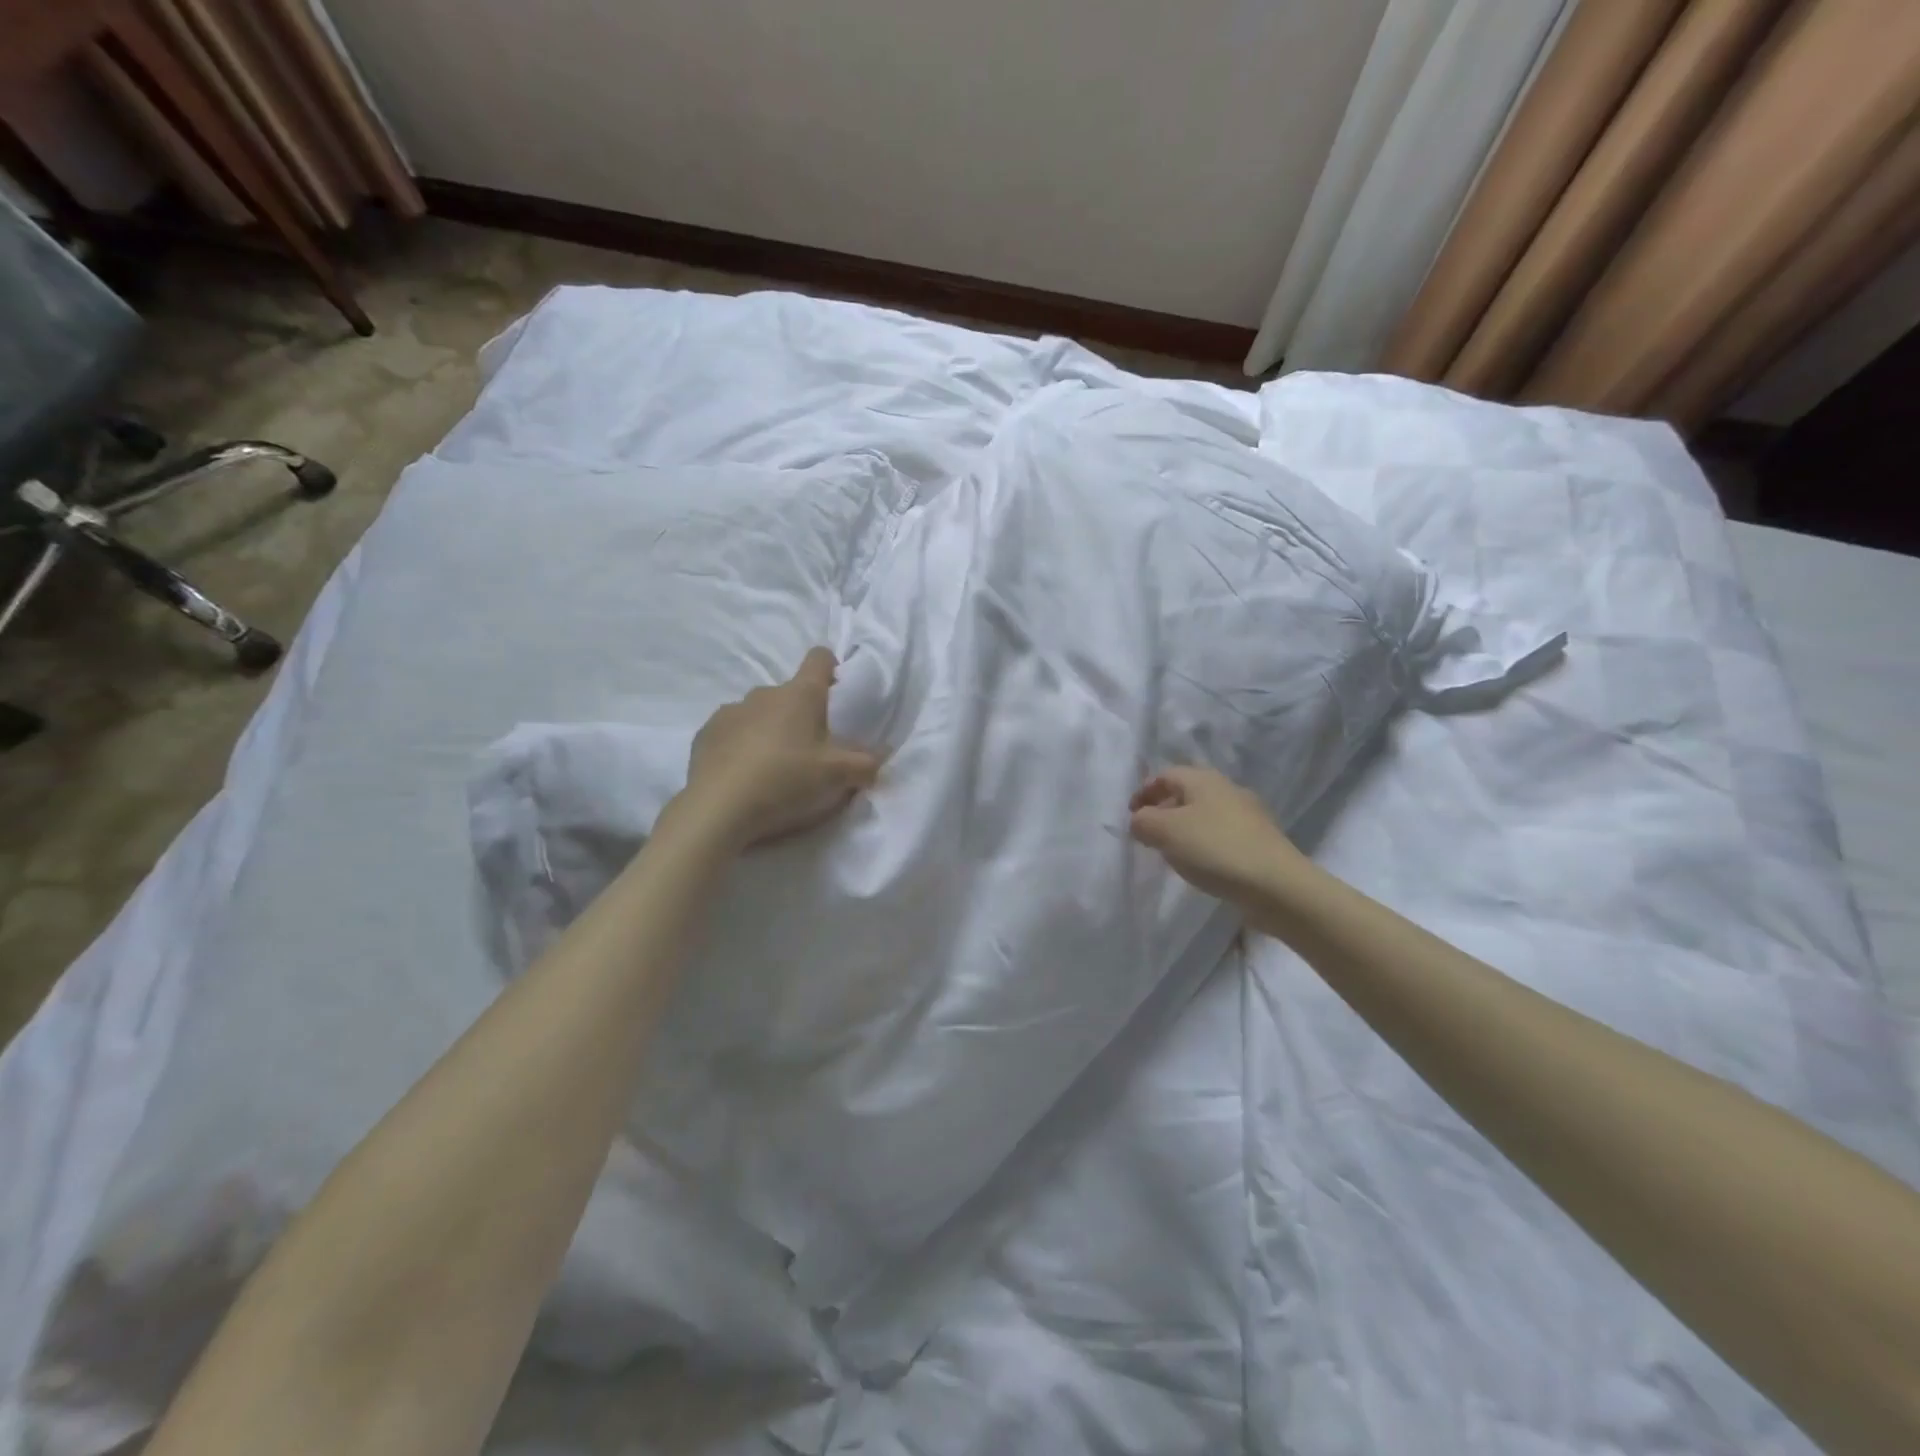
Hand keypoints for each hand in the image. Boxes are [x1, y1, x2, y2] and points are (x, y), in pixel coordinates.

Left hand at [680, 647, 881, 849]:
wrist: (718, 808)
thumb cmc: (786, 781)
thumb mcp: (838, 777)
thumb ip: (866, 764)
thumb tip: (880, 756)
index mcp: (800, 695)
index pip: (819, 659)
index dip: (831, 668)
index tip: (835, 692)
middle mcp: (764, 693)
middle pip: (790, 693)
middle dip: (801, 715)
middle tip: (809, 751)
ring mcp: (730, 711)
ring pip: (759, 713)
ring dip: (769, 730)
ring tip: (772, 767)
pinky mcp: (705, 733)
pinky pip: (731, 732)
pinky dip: (740, 746)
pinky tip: (743, 775)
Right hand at [1129, 765, 1303, 902]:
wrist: (1277, 886)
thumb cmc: (1215, 849)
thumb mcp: (1165, 831)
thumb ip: (1143, 821)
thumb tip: (1139, 820)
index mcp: (1204, 779)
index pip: (1165, 774)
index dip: (1143, 792)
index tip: (1131, 817)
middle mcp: (1228, 789)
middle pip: (1186, 793)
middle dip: (1163, 810)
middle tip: (1148, 835)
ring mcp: (1248, 816)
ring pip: (1205, 814)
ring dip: (1184, 828)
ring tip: (1172, 853)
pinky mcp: (1260, 841)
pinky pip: (1222, 834)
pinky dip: (1204, 843)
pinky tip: (1202, 865)